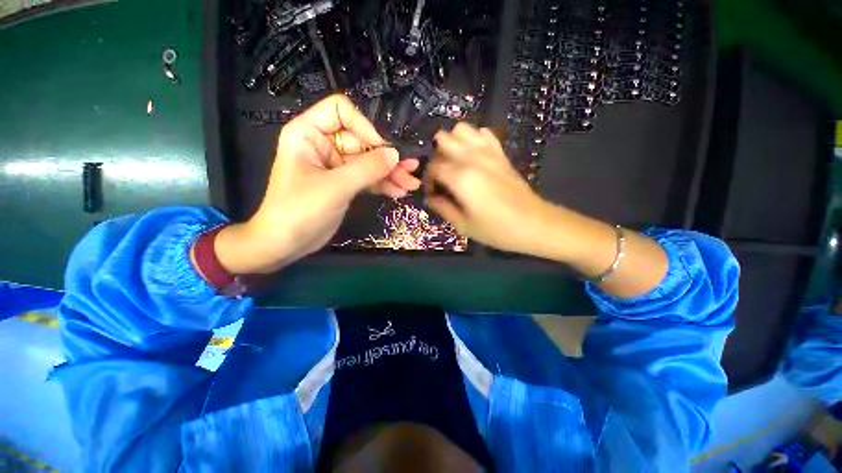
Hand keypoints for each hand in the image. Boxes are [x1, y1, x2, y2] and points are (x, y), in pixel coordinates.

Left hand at [214, 95, 421, 273]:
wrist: (286, 243)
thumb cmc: (300, 210)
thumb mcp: (336, 187)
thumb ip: (367, 169)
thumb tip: (396, 154)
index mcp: (308, 133)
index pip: (341, 111)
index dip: (364, 127)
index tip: (382, 151)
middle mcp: (323, 145)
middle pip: (362, 141)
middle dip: (386, 158)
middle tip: (410, 171)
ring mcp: (335, 166)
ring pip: (368, 162)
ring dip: (390, 173)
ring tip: (411, 184)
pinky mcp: (344, 184)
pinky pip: (367, 179)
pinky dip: (383, 185)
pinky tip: (399, 192)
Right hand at [427, 122, 668, 297]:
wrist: (534, 223)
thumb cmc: (497, 229)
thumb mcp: (463, 225)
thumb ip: (442, 208)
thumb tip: (430, 197)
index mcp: (460, 177)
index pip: (433, 167)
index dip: (428, 180)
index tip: (432, 193)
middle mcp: (472, 158)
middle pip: (443, 140)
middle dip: (437, 156)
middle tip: (442, 176)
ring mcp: (488, 151)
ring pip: (461, 129)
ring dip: (453, 143)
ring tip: (455, 163)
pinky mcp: (500, 153)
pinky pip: (483, 133)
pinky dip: (473, 139)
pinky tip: (473, 157)